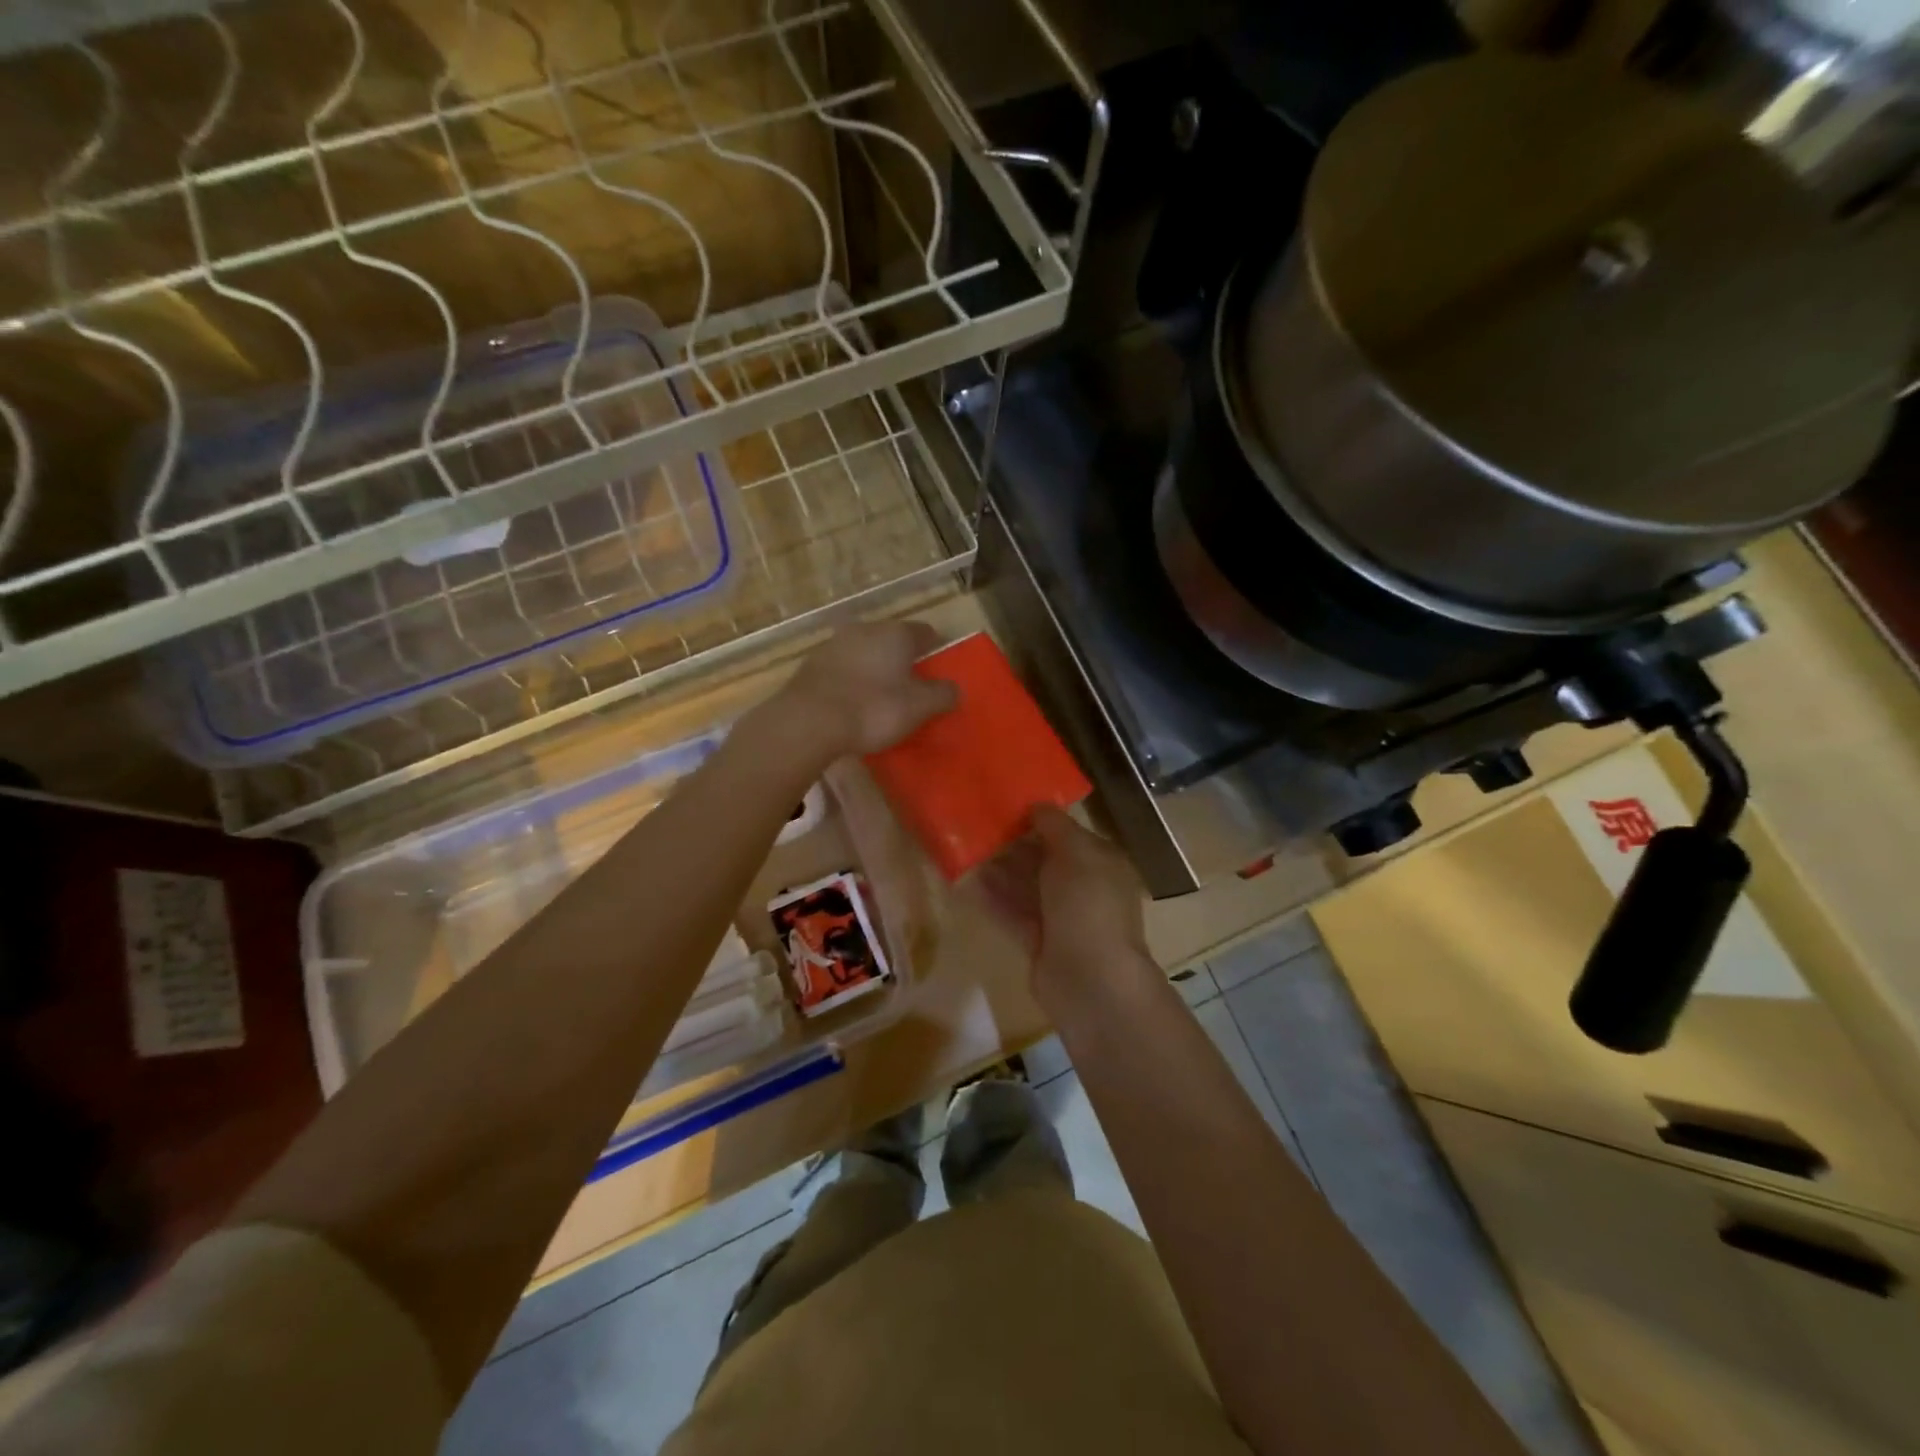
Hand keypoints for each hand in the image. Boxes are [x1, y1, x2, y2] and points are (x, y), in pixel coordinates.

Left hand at [771, 621, 959, 760]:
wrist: (808, 721)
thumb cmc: (873, 709)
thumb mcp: (919, 707)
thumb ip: (942, 695)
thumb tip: (955, 688)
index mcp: (896, 633)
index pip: (925, 632)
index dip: (935, 649)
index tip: (939, 668)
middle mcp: (865, 629)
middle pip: (892, 640)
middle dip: (903, 658)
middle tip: (911, 685)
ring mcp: (834, 644)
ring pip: (865, 652)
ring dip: (874, 668)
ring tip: (880, 695)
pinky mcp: (811, 664)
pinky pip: (842, 668)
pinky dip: (851, 679)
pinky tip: (852, 701)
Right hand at [976, 806, 1155, 1008]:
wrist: (1090, 980)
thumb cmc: (1088, 906)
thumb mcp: (1076, 853)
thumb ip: (1055, 826)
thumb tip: (1037, 805)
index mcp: (1101, 864)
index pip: (1069, 836)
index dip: (1040, 821)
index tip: (1006, 807)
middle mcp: (1084, 890)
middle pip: (1045, 861)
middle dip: (1014, 846)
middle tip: (979, 828)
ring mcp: (1061, 919)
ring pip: (1027, 888)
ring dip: (1000, 871)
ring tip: (968, 851)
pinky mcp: (1039, 943)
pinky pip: (1014, 914)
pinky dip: (994, 900)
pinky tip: (969, 884)